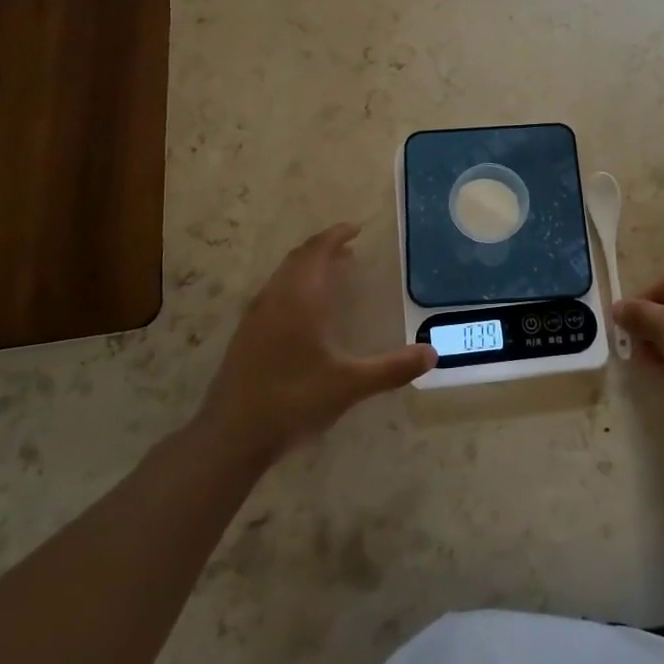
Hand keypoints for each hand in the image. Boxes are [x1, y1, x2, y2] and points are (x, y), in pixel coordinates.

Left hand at [198, 224, 435, 464]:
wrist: (231, 434)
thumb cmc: (293, 400)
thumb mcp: (349, 386)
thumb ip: (391, 369)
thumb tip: (432, 355)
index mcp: (300, 298)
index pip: (318, 251)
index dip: (337, 235)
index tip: (356, 229)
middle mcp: (276, 297)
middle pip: (299, 257)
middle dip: (323, 247)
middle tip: (348, 248)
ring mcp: (256, 314)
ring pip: (283, 274)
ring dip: (307, 265)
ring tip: (331, 273)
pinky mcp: (245, 333)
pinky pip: (274, 291)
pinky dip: (294, 284)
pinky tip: (303, 310)